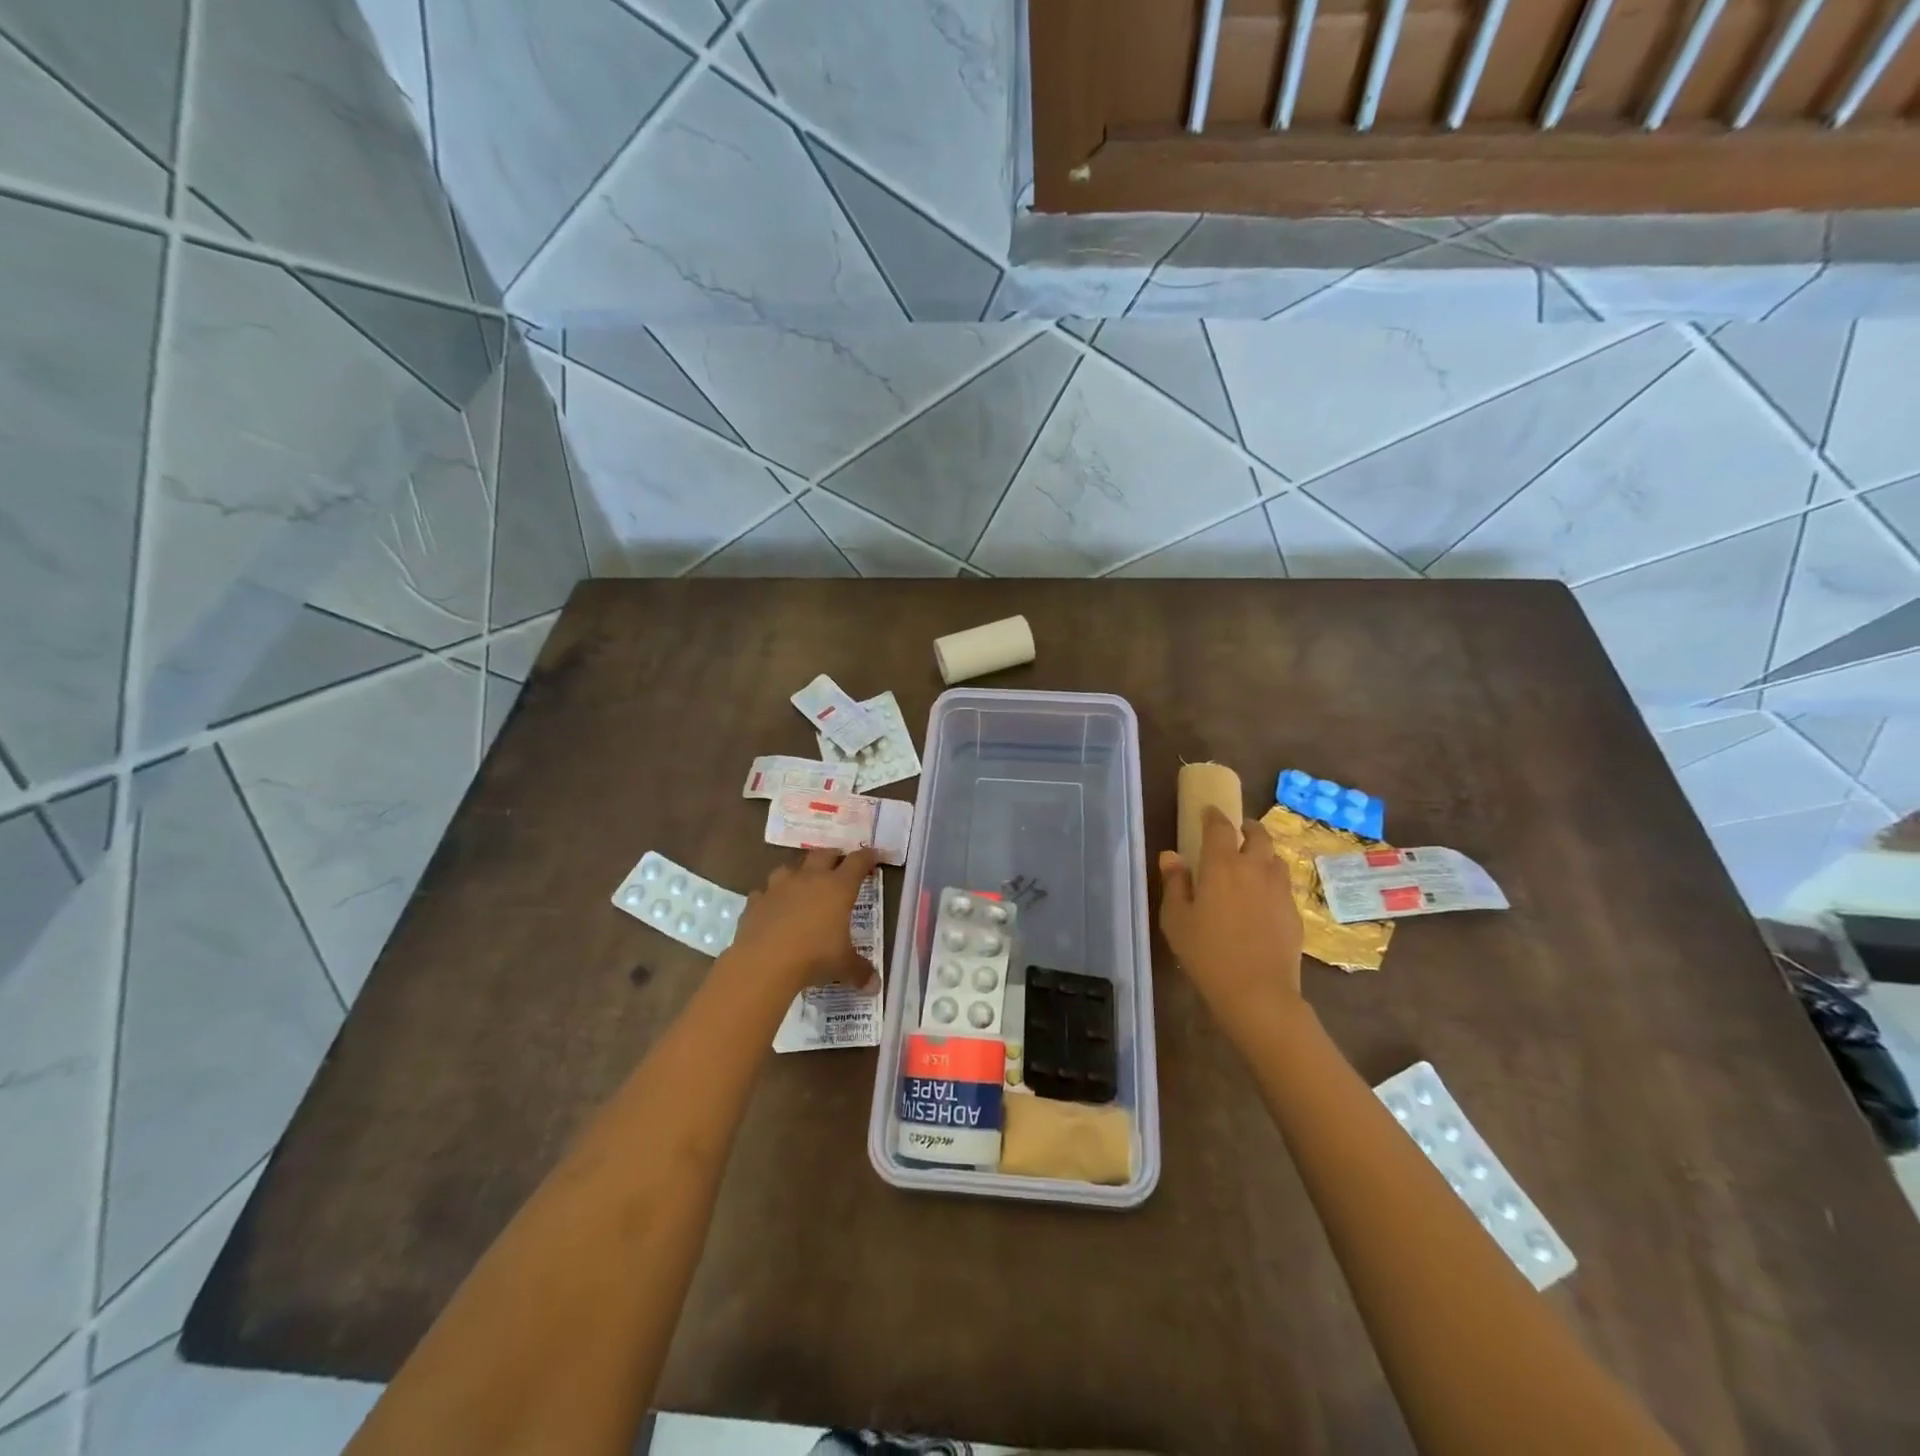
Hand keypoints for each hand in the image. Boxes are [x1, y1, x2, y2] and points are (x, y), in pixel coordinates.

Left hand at [721, 848, 879, 998]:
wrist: (764, 962)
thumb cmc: (814, 957)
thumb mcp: (843, 965)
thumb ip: (860, 971)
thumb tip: (875, 985)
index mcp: (838, 888)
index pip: (857, 862)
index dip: (867, 856)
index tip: (873, 854)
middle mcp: (809, 879)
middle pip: (823, 855)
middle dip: (833, 856)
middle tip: (839, 863)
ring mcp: (779, 887)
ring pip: (790, 868)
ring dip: (798, 872)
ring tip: (801, 882)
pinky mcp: (755, 901)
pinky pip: (763, 892)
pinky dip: (769, 897)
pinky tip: (771, 907)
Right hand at [1159, 807, 1305, 1014]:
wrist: (1257, 992)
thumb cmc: (1206, 953)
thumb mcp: (1176, 919)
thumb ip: (1175, 883)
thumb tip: (1171, 856)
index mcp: (1222, 865)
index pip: (1220, 827)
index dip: (1214, 815)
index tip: (1208, 811)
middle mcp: (1254, 869)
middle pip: (1258, 835)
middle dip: (1247, 828)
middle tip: (1237, 831)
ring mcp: (1279, 890)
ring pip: (1275, 859)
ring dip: (1263, 853)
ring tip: (1252, 863)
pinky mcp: (1294, 912)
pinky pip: (1283, 885)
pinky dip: (1272, 881)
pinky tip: (1262, 898)